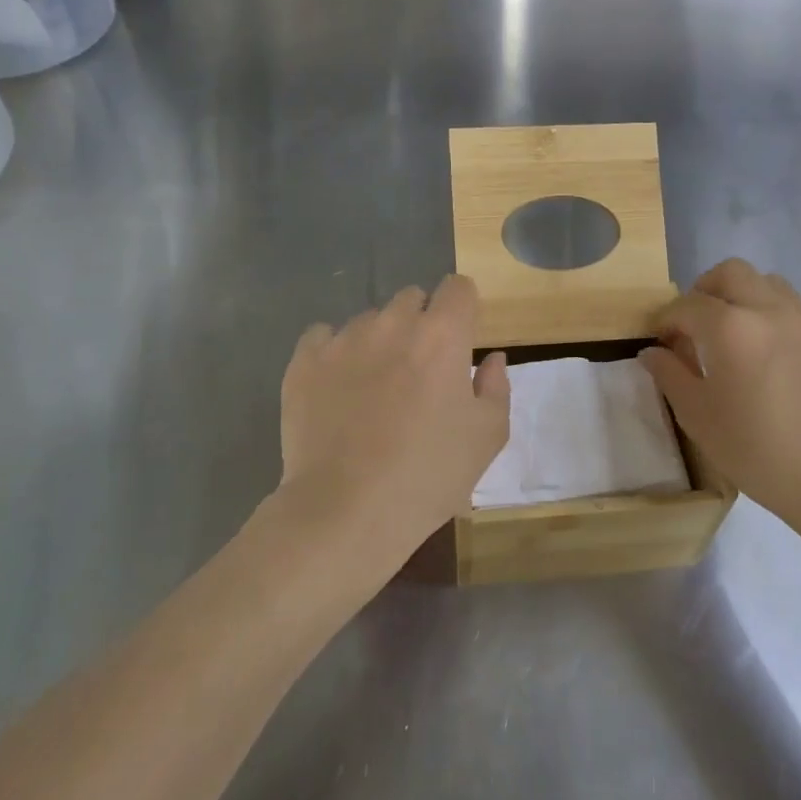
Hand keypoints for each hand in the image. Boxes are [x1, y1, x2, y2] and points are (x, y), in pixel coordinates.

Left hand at [275, 275, 509, 586]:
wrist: (346, 511)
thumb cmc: (428, 475)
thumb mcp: (487, 437)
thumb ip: (496, 386)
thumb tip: (491, 358)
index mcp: (442, 335)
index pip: (458, 287)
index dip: (462, 309)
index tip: (459, 341)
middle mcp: (392, 323)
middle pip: (412, 299)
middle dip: (421, 324)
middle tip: (419, 371)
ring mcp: (343, 339)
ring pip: (368, 320)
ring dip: (378, 341)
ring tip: (373, 389)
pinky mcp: (304, 361)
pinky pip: (323, 337)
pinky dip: (334, 353)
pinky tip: (337, 389)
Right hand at [640, 258, 800, 539]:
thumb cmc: (753, 450)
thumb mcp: (697, 415)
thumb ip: (669, 374)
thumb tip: (652, 352)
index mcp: (730, 327)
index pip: (687, 305)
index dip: (666, 319)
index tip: (660, 341)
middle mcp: (769, 310)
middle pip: (731, 273)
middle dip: (705, 290)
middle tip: (696, 323)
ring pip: (773, 282)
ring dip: (749, 296)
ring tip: (740, 329)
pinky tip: (791, 338)